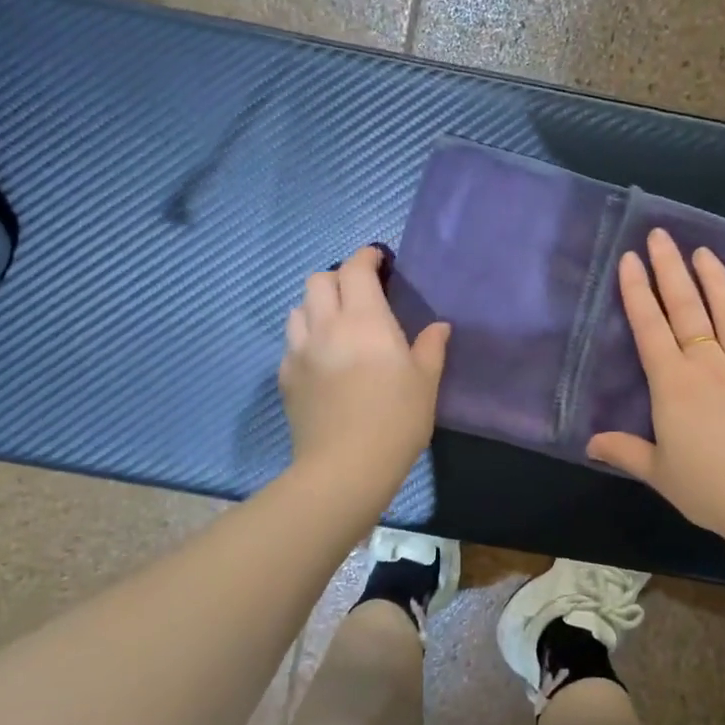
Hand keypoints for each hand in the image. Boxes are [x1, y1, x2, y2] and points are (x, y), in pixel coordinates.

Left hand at [279, 245, 450, 496]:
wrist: (345, 467)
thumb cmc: (396, 420)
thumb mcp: (425, 382)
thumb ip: (431, 347)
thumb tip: (439, 326)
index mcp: (364, 319)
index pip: (355, 269)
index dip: (366, 257)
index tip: (379, 260)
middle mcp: (326, 325)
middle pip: (318, 280)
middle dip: (338, 277)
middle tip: (359, 295)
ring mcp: (300, 351)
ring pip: (298, 308)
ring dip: (317, 306)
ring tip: (336, 324)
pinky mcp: (286, 377)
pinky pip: (292, 342)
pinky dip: (306, 338)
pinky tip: (322, 359)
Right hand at [587, 229, 724, 542]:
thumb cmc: (709, 489)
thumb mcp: (659, 473)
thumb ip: (625, 451)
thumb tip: (591, 443)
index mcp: (674, 384)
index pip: (650, 327)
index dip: (637, 291)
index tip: (630, 259)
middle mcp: (709, 365)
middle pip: (687, 308)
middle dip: (670, 268)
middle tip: (661, 235)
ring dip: (715, 279)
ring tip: (704, 252)